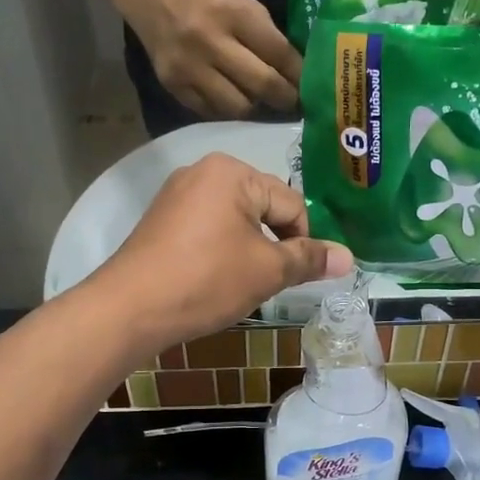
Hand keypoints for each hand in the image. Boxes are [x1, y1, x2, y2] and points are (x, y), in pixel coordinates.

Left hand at [83, 153, 352, 356]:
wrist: (130, 308)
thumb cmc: (206, 281)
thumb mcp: (267, 271)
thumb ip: (309, 259)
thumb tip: (349, 258)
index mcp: (233, 172)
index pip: (292, 204)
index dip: (302, 243)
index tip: (293, 276)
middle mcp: (203, 171)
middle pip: (263, 208)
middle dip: (273, 245)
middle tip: (264, 282)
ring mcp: (177, 194)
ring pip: (236, 221)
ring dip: (248, 251)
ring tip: (237, 284)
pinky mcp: (161, 220)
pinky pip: (208, 229)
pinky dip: (220, 252)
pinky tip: (211, 279)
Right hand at [117, 0, 300, 120]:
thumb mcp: (240, 0)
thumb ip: (265, 33)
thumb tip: (295, 70)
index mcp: (233, 13)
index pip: (278, 53)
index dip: (298, 74)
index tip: (311, 87)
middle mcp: (210, 41)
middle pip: (261, 84)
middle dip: (284, 98)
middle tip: (293, 103)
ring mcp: (189, 67)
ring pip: (237, 106)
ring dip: (254, 106)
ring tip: (259, 100)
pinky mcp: (174, 85)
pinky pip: (211, 111)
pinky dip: (226, 109)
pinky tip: (232, 99)